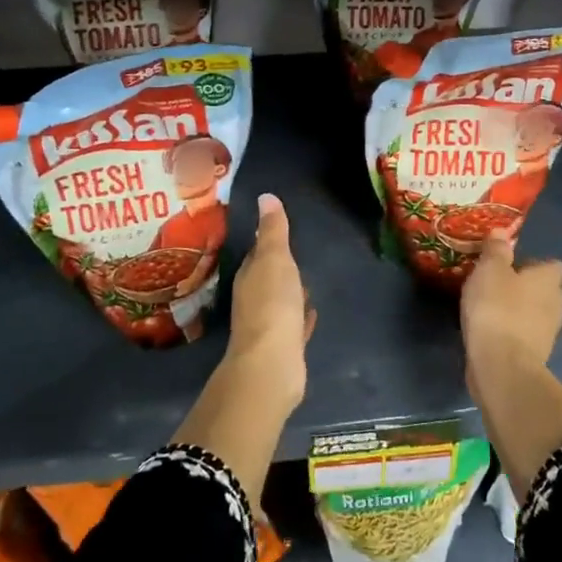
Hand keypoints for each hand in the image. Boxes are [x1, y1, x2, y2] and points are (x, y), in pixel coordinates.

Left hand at [227, 193, 313, 412]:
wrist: (272, 364)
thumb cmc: (272, 304)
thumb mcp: (275, 259)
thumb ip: (273, 231)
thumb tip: (265, 196)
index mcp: (249, 277)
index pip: (257, 254)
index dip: (267, 243)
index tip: (278, 231)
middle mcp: (253, 300)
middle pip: (267, 278)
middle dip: (279, 268)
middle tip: (296, 256)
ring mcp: (268, 326)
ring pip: (280, 302)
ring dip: (291, 293)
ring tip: (307, 283)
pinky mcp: (284, 348)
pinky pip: (294, 326)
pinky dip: (301, 318)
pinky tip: (312, 315)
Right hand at [461, 233, 561, 388]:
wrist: (502, 366)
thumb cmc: (497, 309)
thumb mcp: (490, 270)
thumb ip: (496, 250)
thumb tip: (502, 232)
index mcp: (549, 280)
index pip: (552, 265)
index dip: (533, 263)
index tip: (510, 265)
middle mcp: (555, 303)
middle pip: (545, 289)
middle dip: (525, 287)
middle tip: (496, 284)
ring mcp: (548, 332)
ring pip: (535, 313)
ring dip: (518, 310)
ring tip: (489, 307)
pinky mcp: (535, 355)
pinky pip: (524, 335)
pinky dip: (511, 331)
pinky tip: (490, 330)